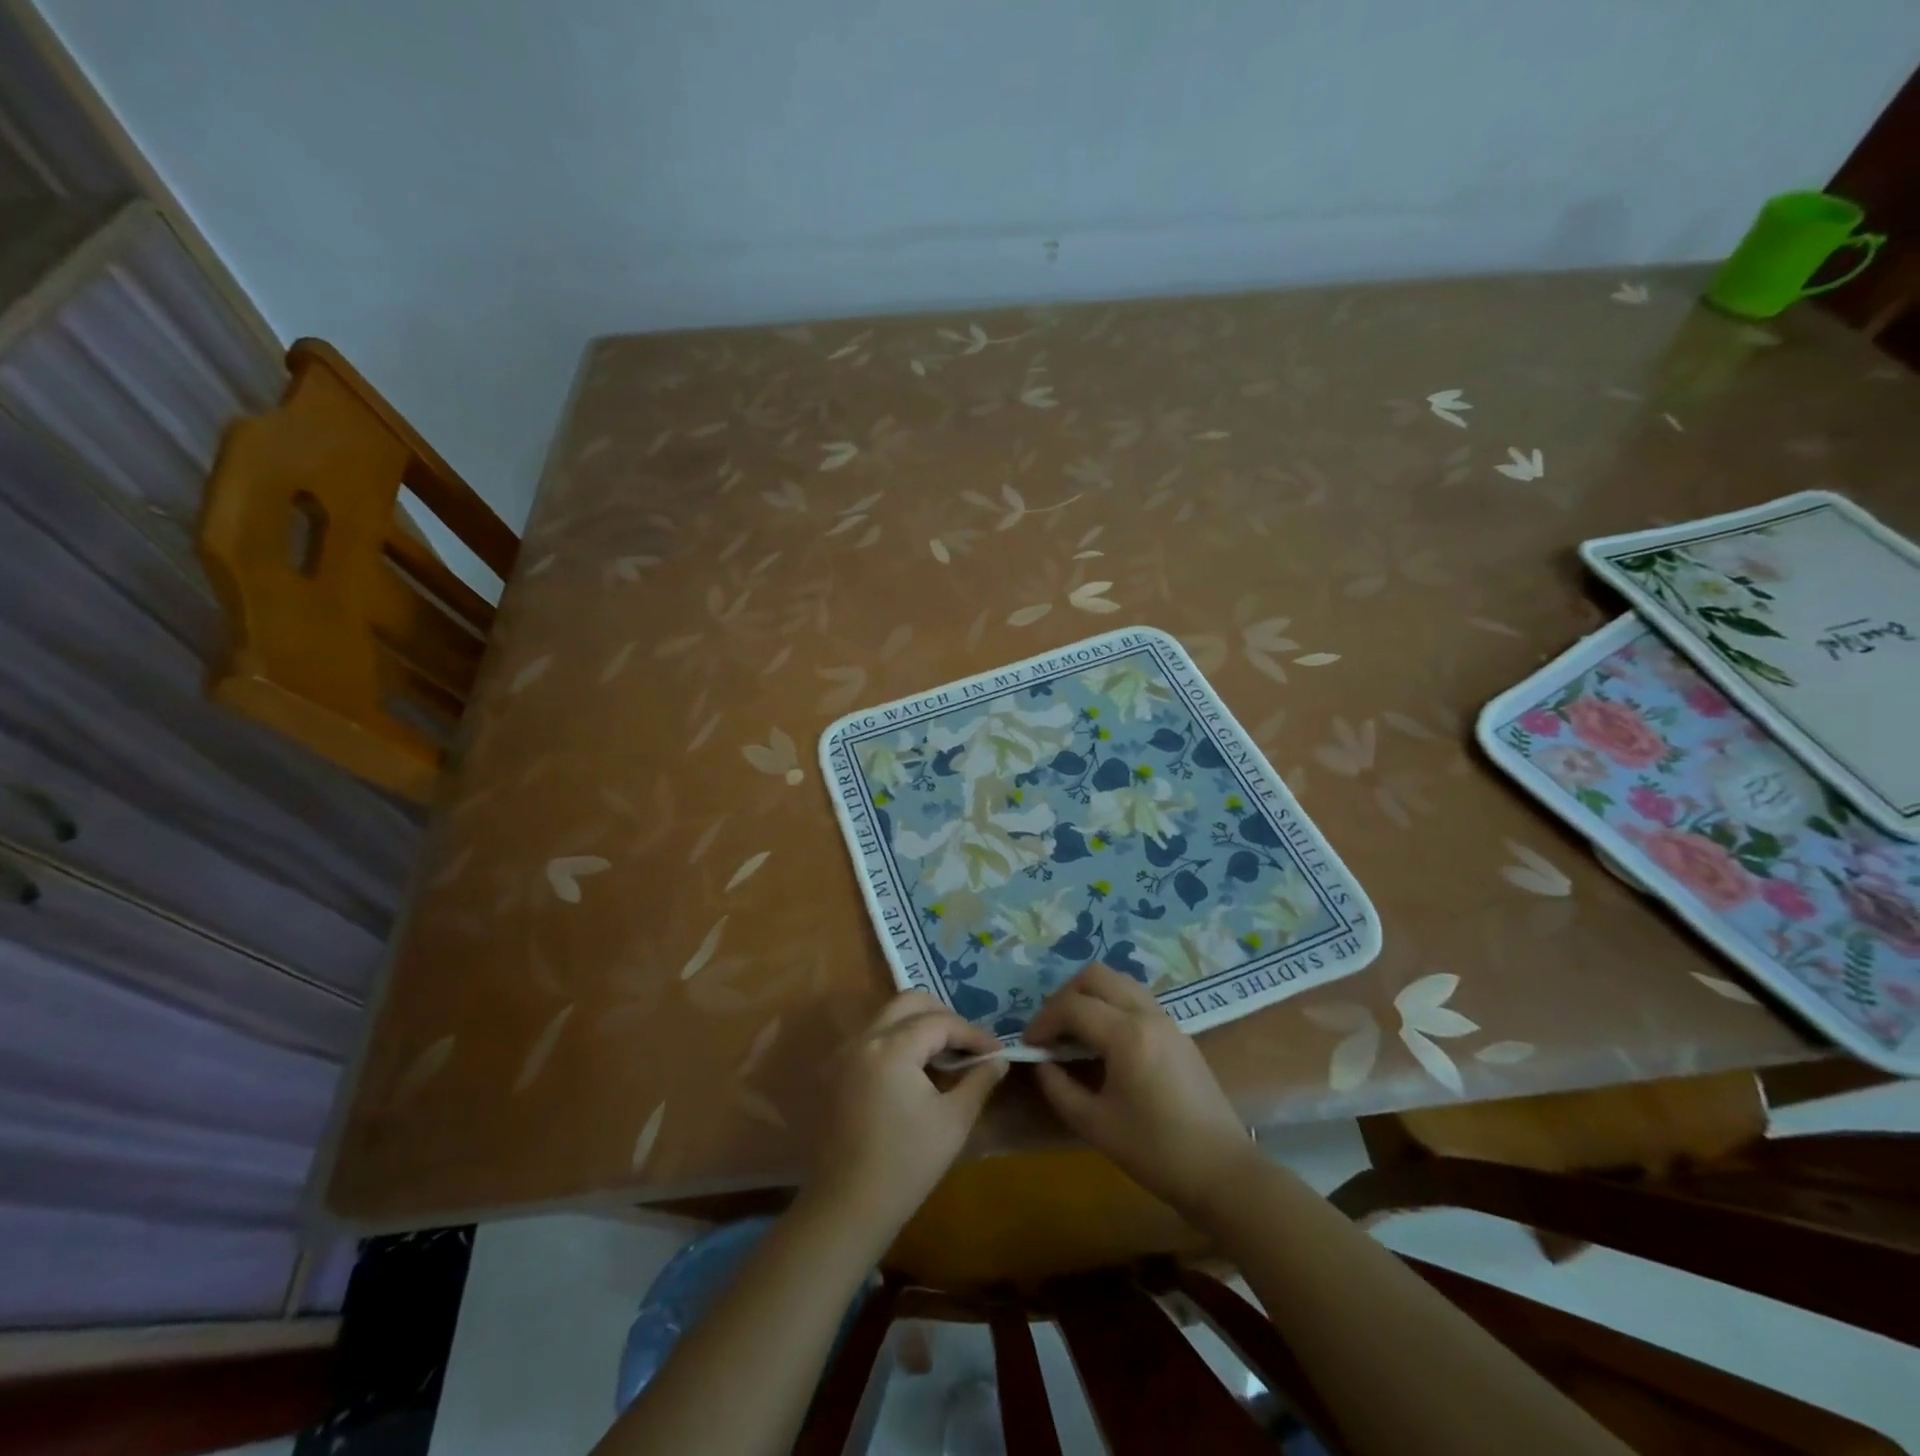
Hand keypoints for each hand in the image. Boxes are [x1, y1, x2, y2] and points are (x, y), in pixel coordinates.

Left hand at [810, 992, 1007, 1235]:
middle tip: (967, 1043)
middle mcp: (863, 1039)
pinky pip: (870, 1039)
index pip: (940, 1022)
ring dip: (918, 1026)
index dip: (972, 1033)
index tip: (996, 1050)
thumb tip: (998, 1059)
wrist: (846, 1209)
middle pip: (909, 1003)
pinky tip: (914, 1070)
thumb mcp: (953, 1122)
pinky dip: (896, 1041)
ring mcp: (842, 1054)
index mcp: (891, 1047)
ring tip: (945, 1055)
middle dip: (943, 1016)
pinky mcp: (833, 1072)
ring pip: (887, 1017)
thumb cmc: (906, 1166)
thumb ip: (979, 1081)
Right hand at [1024, 963, 1254, 1218]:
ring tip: (1074, 1030)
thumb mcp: (1095, 1125)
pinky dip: (1111, 1003)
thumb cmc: (1156, 1152)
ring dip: (1090, 995)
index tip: (1029, 1045)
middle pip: (1096, 975)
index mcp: (1126, 1035)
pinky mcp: (1177, 1030)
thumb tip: (1040, 1062)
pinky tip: (1103, 1039)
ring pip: (1118, 980)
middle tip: (1051, 1029)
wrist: (1222, 1171)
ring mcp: (1166, 1018)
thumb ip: (1058, 1088)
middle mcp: (1146, 1014)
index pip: (1072, 1006)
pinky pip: (1135, 997)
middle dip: (1065, 996)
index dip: (1043, 1021)